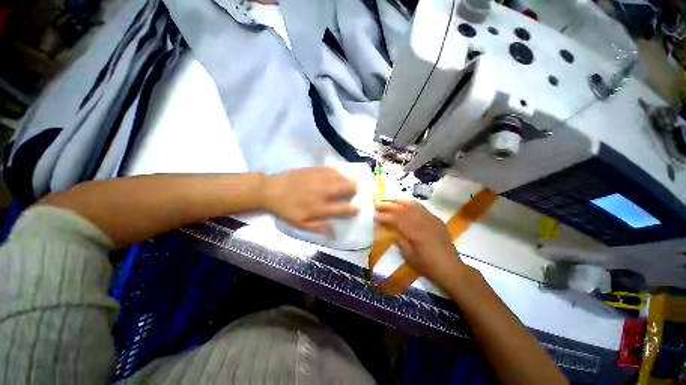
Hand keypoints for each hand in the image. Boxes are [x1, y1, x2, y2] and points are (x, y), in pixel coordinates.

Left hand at [263, 167, 358, 232]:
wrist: (271, 190)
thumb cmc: (286, 209)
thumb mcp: (300, 224)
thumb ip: (317, 227)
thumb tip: (333, 229)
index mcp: (319, 208)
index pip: (343, 208)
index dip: (353, 208)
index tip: (358, 207)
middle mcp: (323, 192)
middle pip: (345, 188)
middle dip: (354, 189)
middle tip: (355, 190)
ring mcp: (319, 179)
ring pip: (341, 177)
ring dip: (348, 179)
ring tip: (350, 180)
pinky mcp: (314, 169)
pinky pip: (331, 169)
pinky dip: (338, 172)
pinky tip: (339, 173)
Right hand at [376, 199, 463, 286]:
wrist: (450, 267)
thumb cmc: (427, 264)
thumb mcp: (409, 255)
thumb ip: (398, 239)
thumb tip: (388, 228)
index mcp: (415, 232)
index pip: (395, 220)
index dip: (384, 216)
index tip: (374, 214)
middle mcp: (422, 222)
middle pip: (402, 209)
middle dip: (388, 206)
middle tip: (377, 204)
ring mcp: (430, 218)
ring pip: (412, 204)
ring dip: (398, 200)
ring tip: (387, 198)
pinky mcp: (435, 218)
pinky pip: (421, 207)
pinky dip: (410, 203)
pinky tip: (403, 203)